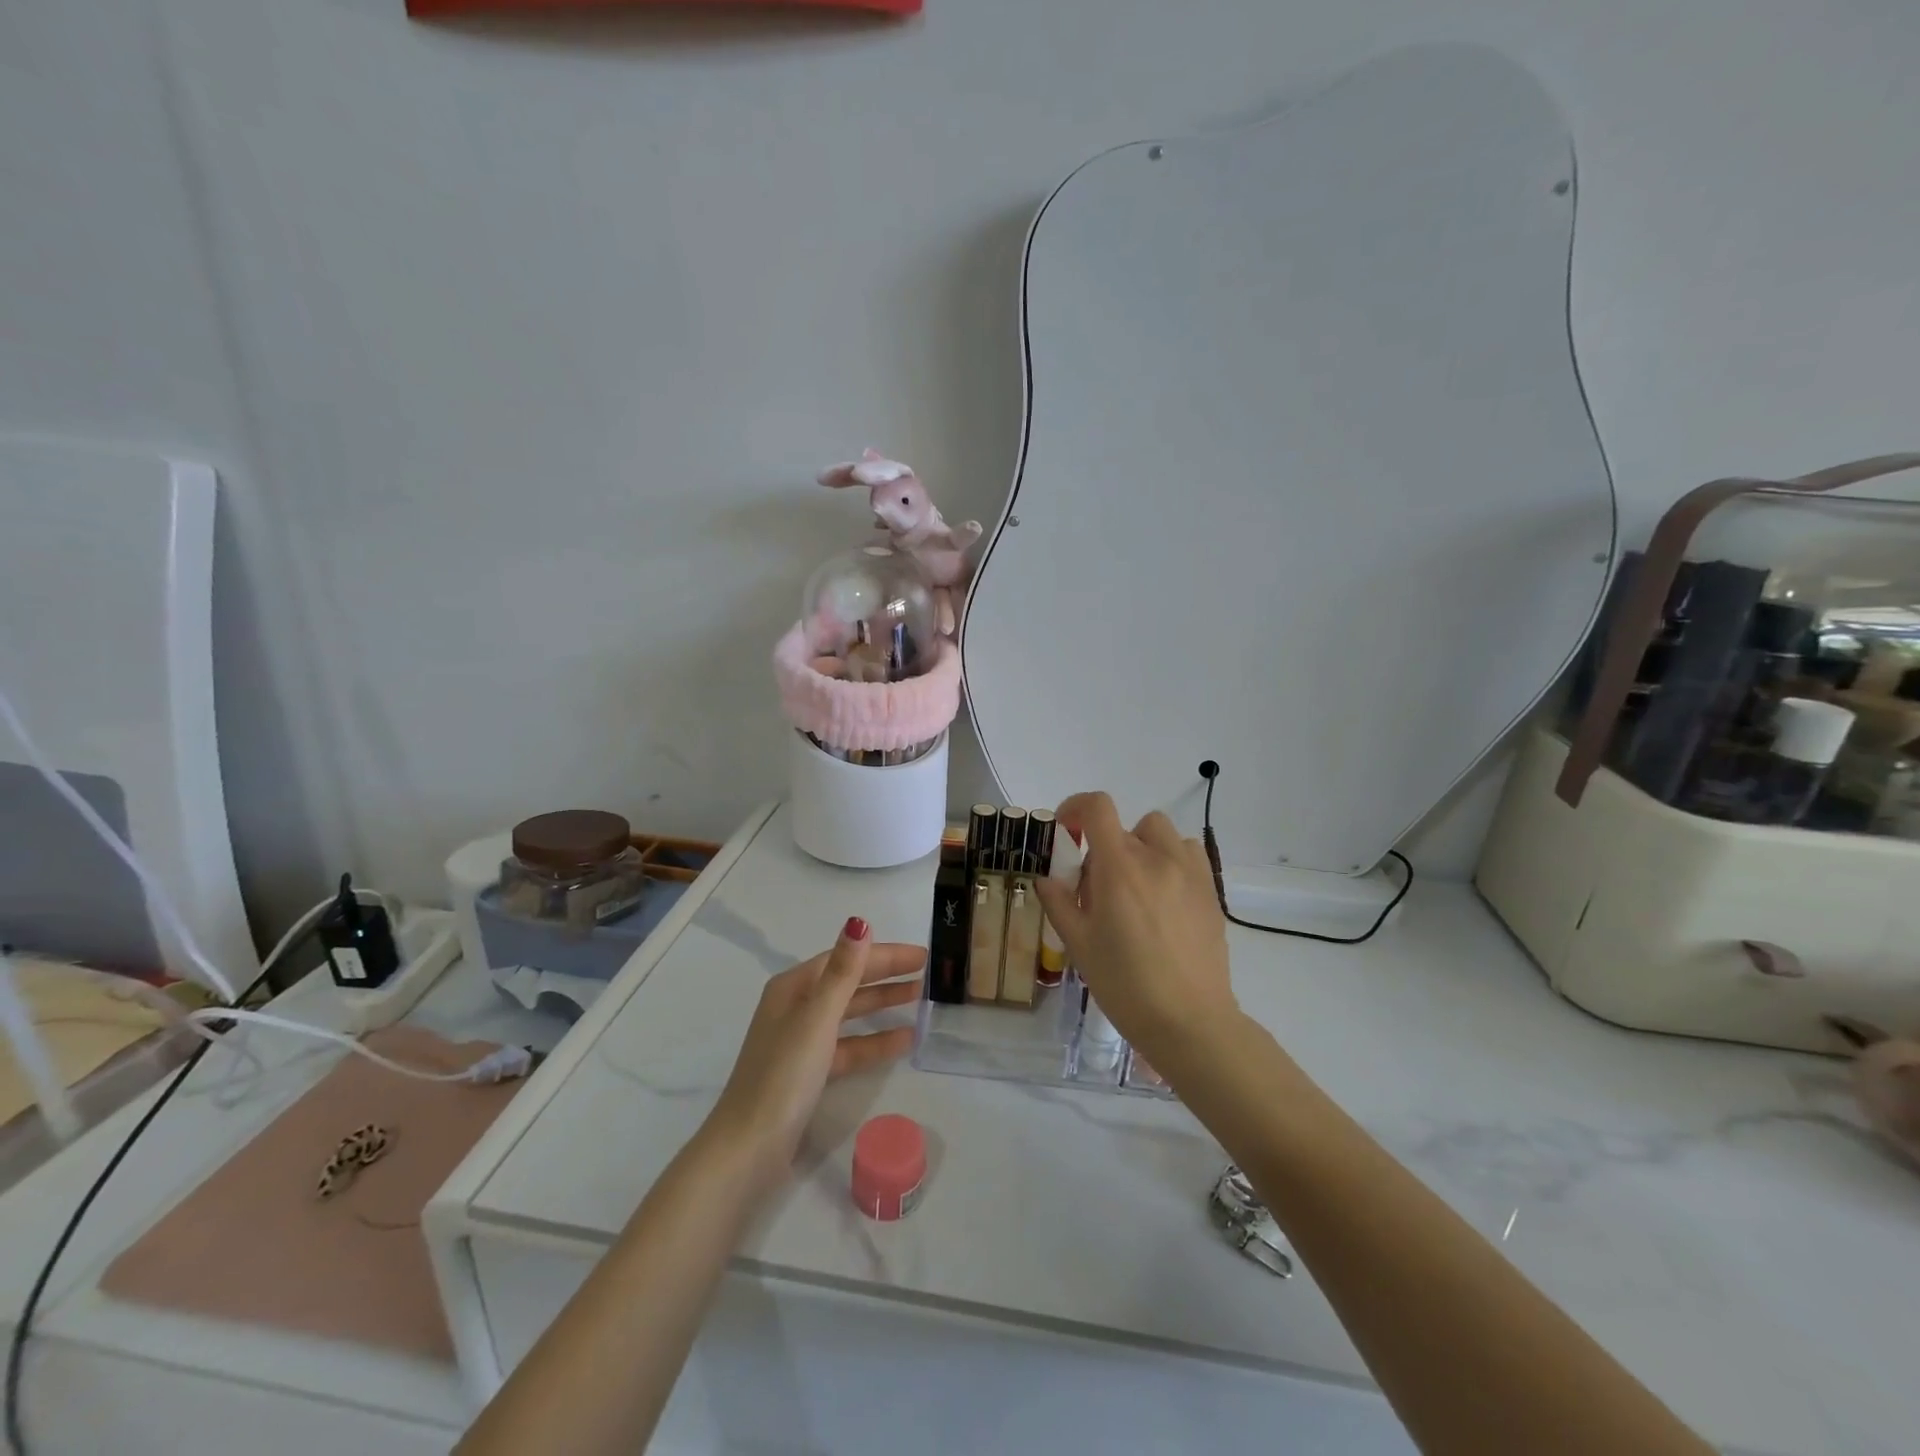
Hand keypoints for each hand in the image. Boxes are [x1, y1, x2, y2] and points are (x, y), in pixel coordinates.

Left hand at [705, 919, 923, 1193]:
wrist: (749, 1148)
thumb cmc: (783, 1075)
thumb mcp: (817, 1018)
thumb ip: (843, 972)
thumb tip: (859, 922)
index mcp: (793, 988)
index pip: (845, 958)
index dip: (883, 954)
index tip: (921, 955)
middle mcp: (796, 1007)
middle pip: (848, 982)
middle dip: (886, 975)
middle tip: (930, 973)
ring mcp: (802, 1041)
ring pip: (851, 1013)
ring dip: (883, 1005)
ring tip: (921, 1000)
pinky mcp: (810, 1072)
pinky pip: (849, 1045)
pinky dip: (875, 1041)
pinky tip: (905, 1040)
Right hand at [1034, 792, 1238, 1069]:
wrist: (1190, 1022)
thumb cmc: (1125, 985)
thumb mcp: (1079, 945)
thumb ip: (1059, 902)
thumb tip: (1047, 879)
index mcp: (1119, 868)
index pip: (1097, 808)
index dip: (1076, 808)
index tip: (1066, 832)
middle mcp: (1157, 859)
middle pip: (1124, 826)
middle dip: (1103, 846)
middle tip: (1097, 887)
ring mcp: (1189, 872)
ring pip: (1160, 833)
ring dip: (1141, 846)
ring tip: (1134, 886)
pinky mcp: (1210, 891)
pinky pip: (1188, 853)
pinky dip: (1170, 859)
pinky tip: (1163, 896)